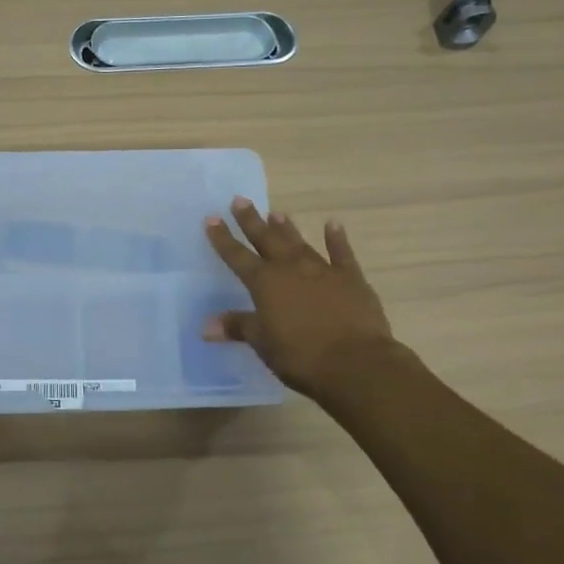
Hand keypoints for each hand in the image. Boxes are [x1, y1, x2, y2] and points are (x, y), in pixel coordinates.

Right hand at [203, 196, 398, 401]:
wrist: (356, 363)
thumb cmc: (301, 355)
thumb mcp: (263, 343)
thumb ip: (238, 327)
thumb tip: (206, 326)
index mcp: (265, 283)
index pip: (237, 256)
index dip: (223, 238)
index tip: (212, 218)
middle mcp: (290, 268)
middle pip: (267, 239)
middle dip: (251, 221)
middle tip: (240, 200)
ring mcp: (322, 270)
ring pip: (299, 242)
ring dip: (286, 228)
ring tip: (276, 212)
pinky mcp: (351, 279)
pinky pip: (341, 253)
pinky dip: (336, 238)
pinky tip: (333, 224)